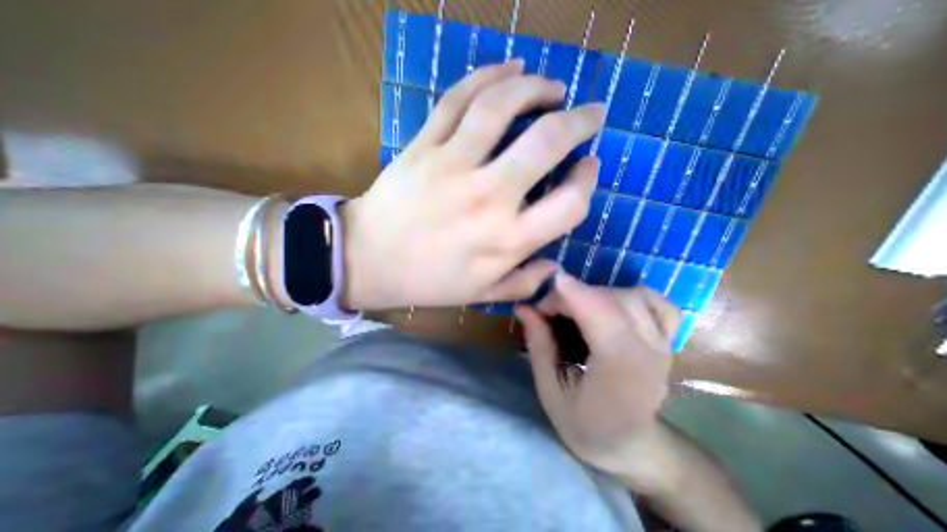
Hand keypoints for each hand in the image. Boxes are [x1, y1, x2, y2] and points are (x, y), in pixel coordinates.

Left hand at [342, 60, 605, 312]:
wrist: (369, 260)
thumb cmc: (428, 281)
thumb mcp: (481, 294)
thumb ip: (523, 285)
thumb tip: (554, 267)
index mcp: (505, 240)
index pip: (569, 204)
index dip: (586, 183)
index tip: (588, 168)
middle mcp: (487, 199)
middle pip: (545, 143)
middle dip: (579, 122)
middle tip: (591, 113)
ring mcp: (452, 167)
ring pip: (501, 107)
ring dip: (536, 88)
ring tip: (553, 88)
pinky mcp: (423, 147)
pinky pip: (457, 99)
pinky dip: (488, 76)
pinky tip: (510, 69)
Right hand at [517, 272, 680, 475]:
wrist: (630, 445)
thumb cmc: (584, 424)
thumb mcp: (550, 391)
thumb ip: (539, 346)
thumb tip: (524, 307)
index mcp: (619, 374)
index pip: (602, 318)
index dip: (574, 293)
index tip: (546, 283)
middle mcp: (648, 354)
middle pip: (614, 300)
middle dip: (574, 295)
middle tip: (549, 310)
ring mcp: (664, 345)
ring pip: (635, 295)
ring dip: (598, 294)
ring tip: (576, 309)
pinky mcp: (668, 340)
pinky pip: (657, 302)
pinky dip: (631, 295)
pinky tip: (611, 306)